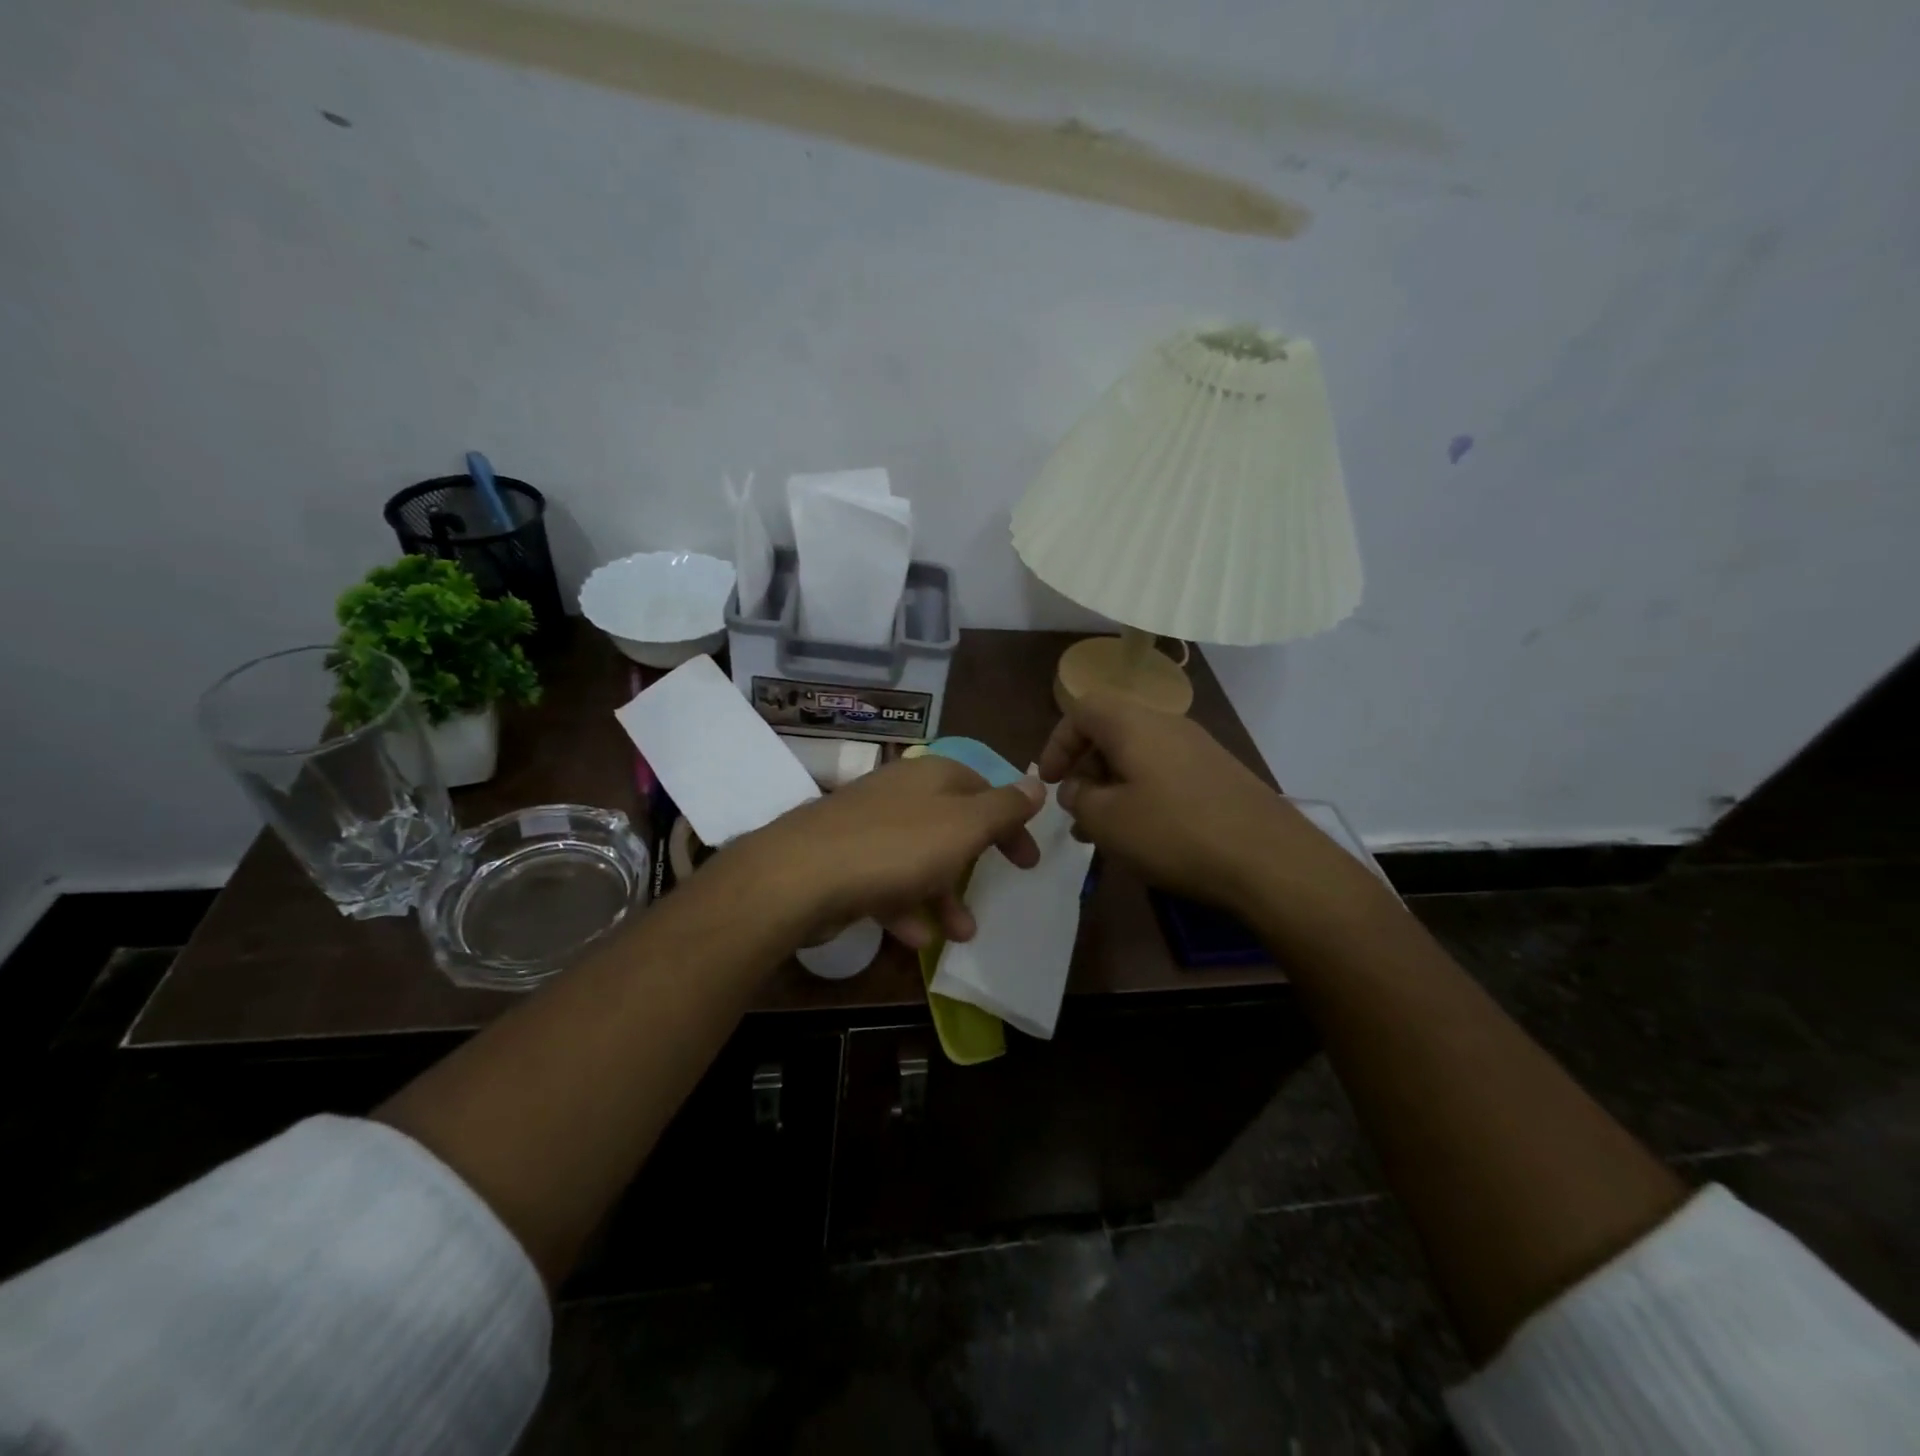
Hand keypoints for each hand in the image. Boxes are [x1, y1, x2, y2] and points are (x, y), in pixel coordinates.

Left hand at [734, 754, 1043, 950]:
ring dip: (944, 895)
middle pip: (950, 824)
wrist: (803, 875)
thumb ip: (1003, 808)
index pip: (983, 788)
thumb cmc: (898, 847)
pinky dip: (905, 908)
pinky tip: (916, 939)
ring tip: (962, 932)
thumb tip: (1036, 783)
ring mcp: (868, 827)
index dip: (1010, 822)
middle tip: (1001, 888)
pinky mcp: (843, 861)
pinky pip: (885, 883)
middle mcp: (900, 794)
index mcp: (932, 776)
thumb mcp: (964, 826)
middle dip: (976, 861)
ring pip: (919, 859)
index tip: (1027, 860)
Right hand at [1038, 693, 1334, 914]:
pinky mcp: (1219, 774)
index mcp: (1133, 724)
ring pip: (1138, 756)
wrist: (1269, 859)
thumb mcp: (1107, 820)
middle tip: (1075, 809)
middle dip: (1084, 768)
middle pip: (1111, 731)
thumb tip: (1077, 787)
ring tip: (1101, 831)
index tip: (1048, 781)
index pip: (1081, 710)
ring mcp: (1198, 748)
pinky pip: (1165, 773)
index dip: (1057, 742)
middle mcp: (1167, 725)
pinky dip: (1142, 794)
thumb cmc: (1174, 832)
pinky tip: (1143, 834)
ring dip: (1112, 787)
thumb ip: (1079, 798)